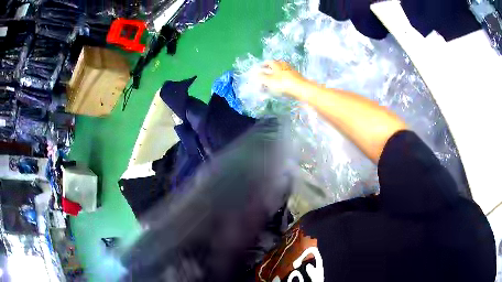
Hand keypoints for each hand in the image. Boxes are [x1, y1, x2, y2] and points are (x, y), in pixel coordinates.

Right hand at [259, 60, 306, 95]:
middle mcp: (284, 64)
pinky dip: (282, 79)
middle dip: (270, 69)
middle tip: (265, 74)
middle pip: (275, 65)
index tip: (260, 68)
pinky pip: (287, 76)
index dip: (263, 65)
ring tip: (272, 80)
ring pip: (281, 71)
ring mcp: (291, 70)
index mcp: (277, 64)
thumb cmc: (283, 83)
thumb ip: (262, 77)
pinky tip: (281, 84)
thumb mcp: (269, 81)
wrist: (301, 89)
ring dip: (276, 74)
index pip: (268, 62)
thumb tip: (257, 74)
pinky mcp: (297, 77)